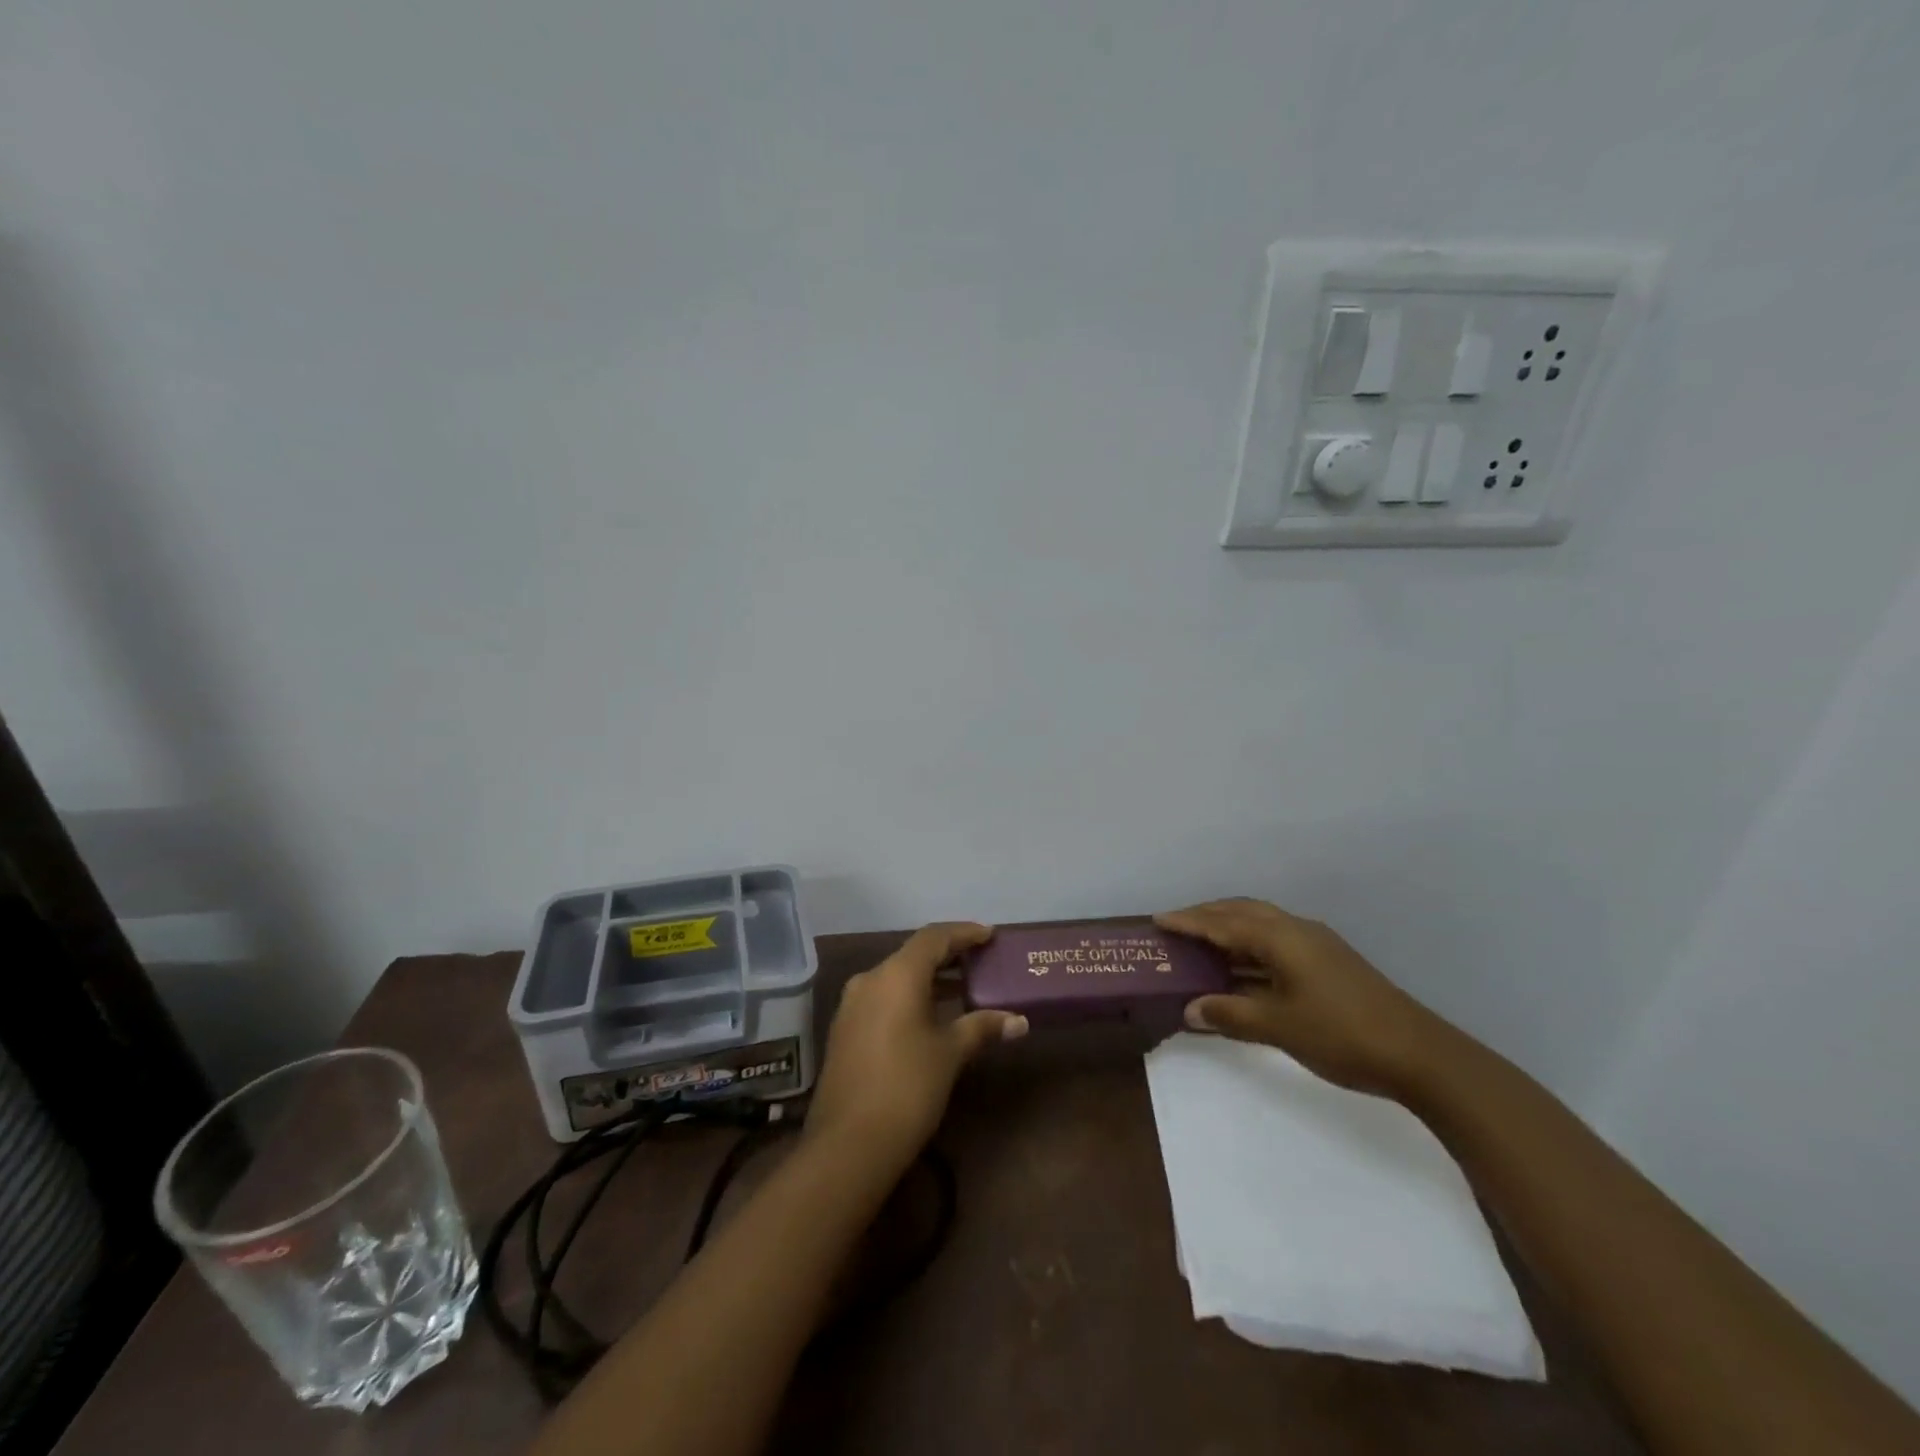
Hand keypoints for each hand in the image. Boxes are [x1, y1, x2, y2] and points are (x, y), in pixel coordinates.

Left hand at [805, 923, 1027, 1172]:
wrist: (848, 1144)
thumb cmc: (907, 1088)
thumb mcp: (950, 1054)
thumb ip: (982, 1028)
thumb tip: (1019, 1021)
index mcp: (897, 975)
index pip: (934, 938)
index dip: (964, 933)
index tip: (989, 935)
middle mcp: (871, 979)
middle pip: (914, 954)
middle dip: (948, 955)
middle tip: (981, 959)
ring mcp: (852, 1004)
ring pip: (896, 976)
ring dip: (928, 977)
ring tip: (962, 986)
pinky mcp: (845, 1028)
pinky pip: (883, 997)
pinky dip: (910, 996)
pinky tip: (930, 1015)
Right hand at [1155, 899, 1450, 1098]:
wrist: (1419, 1054)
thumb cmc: (1341, 1033)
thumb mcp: (1278, 1026)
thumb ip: (1230, 1014)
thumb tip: (1190, 1010)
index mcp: (1281, 938)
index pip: (1223, 923)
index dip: (1189, 922)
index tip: (1158, 920)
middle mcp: (1297, 930)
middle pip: (1242, 912)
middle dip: (1208, 915)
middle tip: (1177, 926)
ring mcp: (1317, 945)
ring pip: (1262, 924)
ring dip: (1230, 929)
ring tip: (1202, 942)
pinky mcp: (1329, 963)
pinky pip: (1277, 941)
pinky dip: (1251, 946)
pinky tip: (1242, 968)